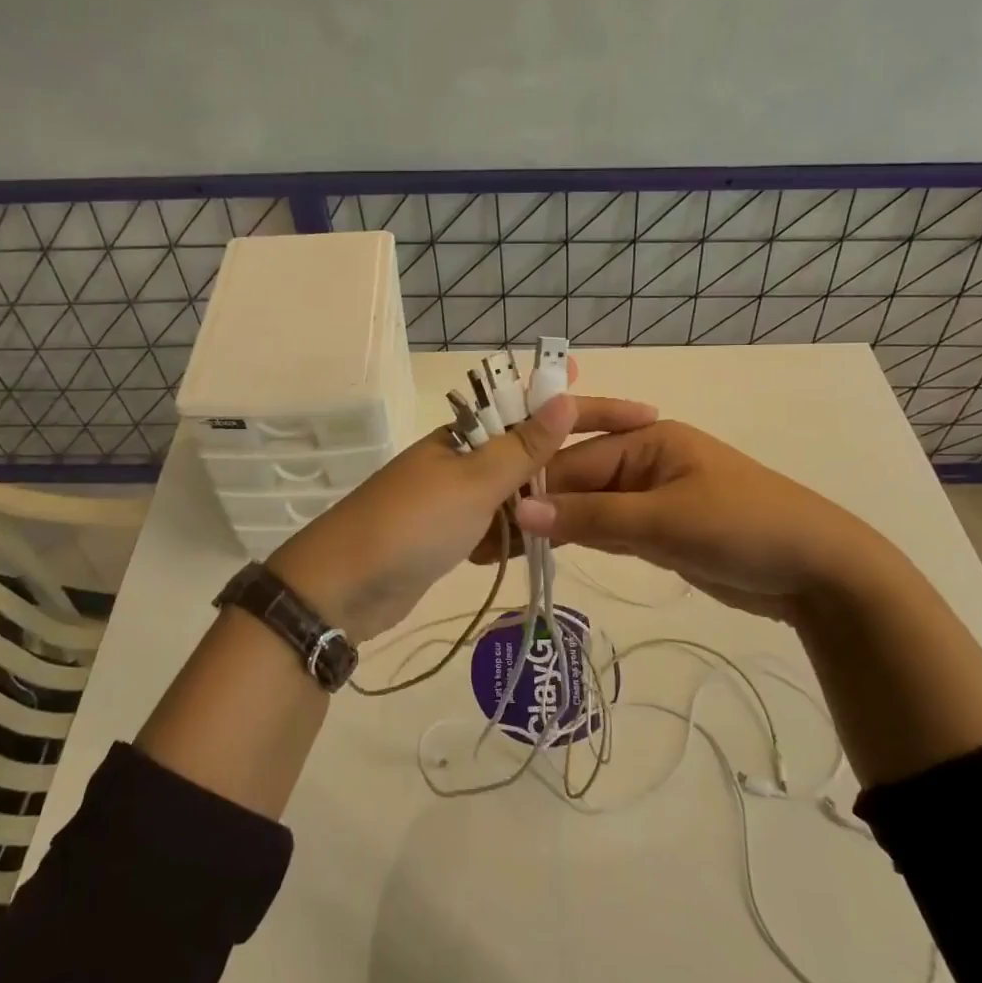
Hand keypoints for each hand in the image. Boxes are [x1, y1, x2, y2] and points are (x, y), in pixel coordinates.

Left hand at [266, 368, 656, 641]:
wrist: (341, 589)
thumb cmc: (411, 524)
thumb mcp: (473, 482)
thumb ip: (521, 446)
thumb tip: (564, 393)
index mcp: (464, 435)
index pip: (536, 409)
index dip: (586, 407)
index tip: (640, 412)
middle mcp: (460, 460)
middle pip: (528, 453)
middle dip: (569, 462)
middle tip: (623, 476)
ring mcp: (452, 501)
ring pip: (515, 495)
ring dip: (545, 503)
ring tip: (593, 515)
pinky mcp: (446, 538)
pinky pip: (496, 528)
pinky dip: (518, 535)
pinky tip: (543, 544)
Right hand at [483, 420, 904, 622]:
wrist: (819, 571)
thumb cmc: (744, 527)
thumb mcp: (664, 520)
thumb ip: (591, 517)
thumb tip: (520, 512)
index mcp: (646, 438)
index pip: (572, 461)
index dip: (531, 491)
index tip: (489, 520)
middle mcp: (644, 460)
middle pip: (578, 483)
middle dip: (541, 511)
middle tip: (490, 545)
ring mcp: (652, 496)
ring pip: (591, 509)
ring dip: (559, 528)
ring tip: (508, 552)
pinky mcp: (661, 529)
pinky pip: (611, 529)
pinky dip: (587, 541)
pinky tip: (553, 553)